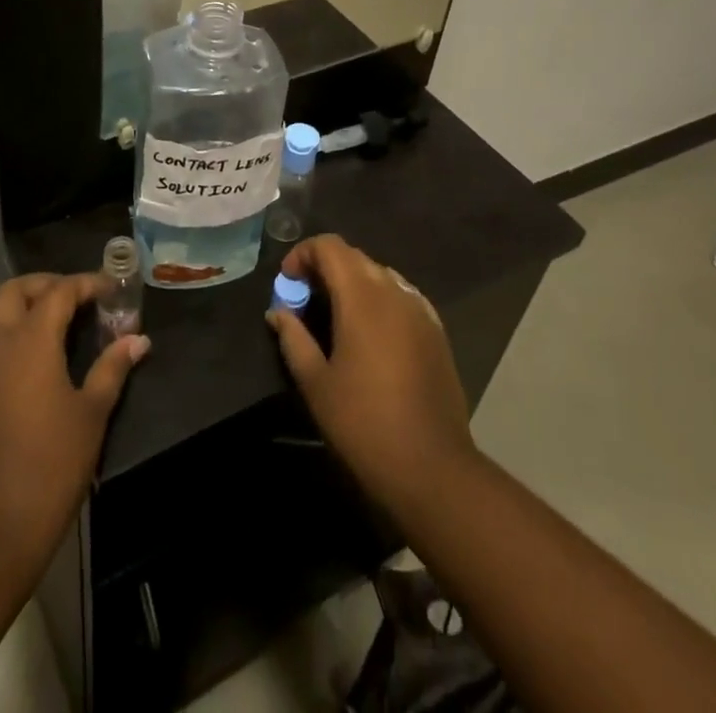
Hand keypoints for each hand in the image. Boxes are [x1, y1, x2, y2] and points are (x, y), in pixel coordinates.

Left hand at [0, 273, 148, 570]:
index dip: (86, 284)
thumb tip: (138, 339)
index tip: (108, 288)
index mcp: (32, 339)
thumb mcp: (93, 413)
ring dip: (5, 301)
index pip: (60, 292)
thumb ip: (112, 368)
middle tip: (71, 295)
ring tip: (29, 310)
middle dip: (44, 284)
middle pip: (14, 291)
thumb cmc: (53, 462)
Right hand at [267, 235, 476, 518]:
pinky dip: (379, 300)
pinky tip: (371, 334)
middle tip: (305, 301)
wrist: (432, 468)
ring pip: (380, 274)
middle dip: (325, 268)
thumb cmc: (364, 424)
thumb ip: (293, 338)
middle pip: (354, 257)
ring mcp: (421, 310)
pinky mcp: (437, 331)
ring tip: (335, 317)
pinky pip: (402, 296)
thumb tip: (278, 312)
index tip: (287, 284)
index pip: (330, 246)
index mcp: (362, 296)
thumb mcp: (315, 382)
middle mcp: (394, 291)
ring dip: (352, 283)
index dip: (303, 254)